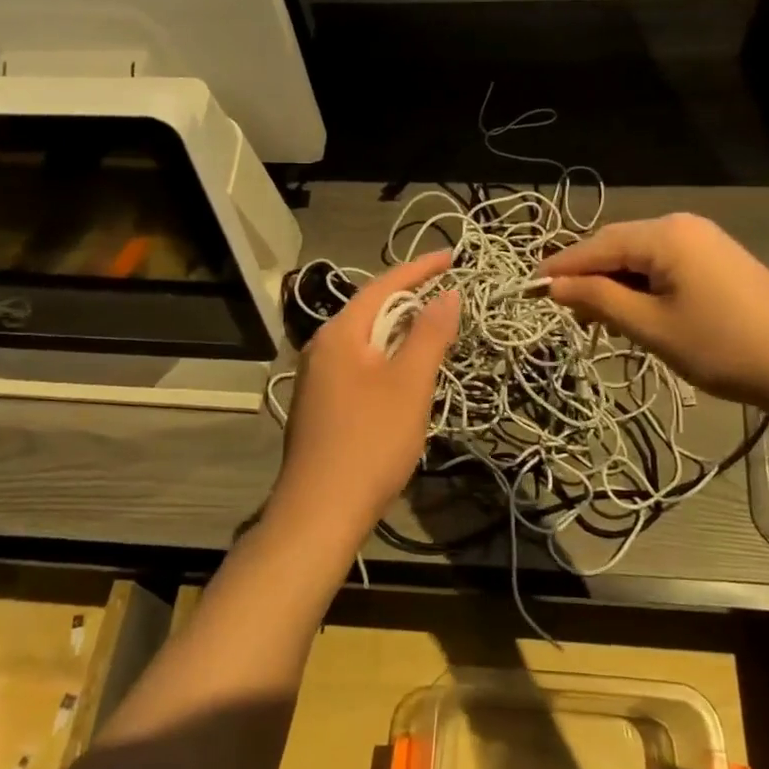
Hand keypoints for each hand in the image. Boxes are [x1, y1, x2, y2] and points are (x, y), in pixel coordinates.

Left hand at [270, 251, 459, 547]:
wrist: (320, 511)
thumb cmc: (370, 441)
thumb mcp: (410, 383)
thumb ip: (429, 333)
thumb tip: (447, 293)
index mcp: (340, 333)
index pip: (384, 285)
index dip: (420, 269)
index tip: (452, 256)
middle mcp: (321, 348)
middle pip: (371, 310)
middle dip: (410, 300)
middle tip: (447, 296)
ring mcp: (315, 378)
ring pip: (365, 341)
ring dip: (399, 333)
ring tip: (432, 333)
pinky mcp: (319, 405)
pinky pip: (357, 366)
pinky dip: (385, 359)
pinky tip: (403, 378)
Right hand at [541, 214, 768, 416]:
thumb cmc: (722, 346)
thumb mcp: (651, 327)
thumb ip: (599, 300)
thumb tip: (554, 286)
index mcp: (665, 234)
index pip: (596, 245)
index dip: (560, 268)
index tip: (528, 288)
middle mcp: (683, 225)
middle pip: (619, 246)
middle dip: (588, 277)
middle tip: (562, 312)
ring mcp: (705, 241)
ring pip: (642, 258)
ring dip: (615, 285)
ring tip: (596, 320)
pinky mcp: (720, 261)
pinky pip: (666, 266)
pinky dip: (643, 288)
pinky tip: (635, 314)